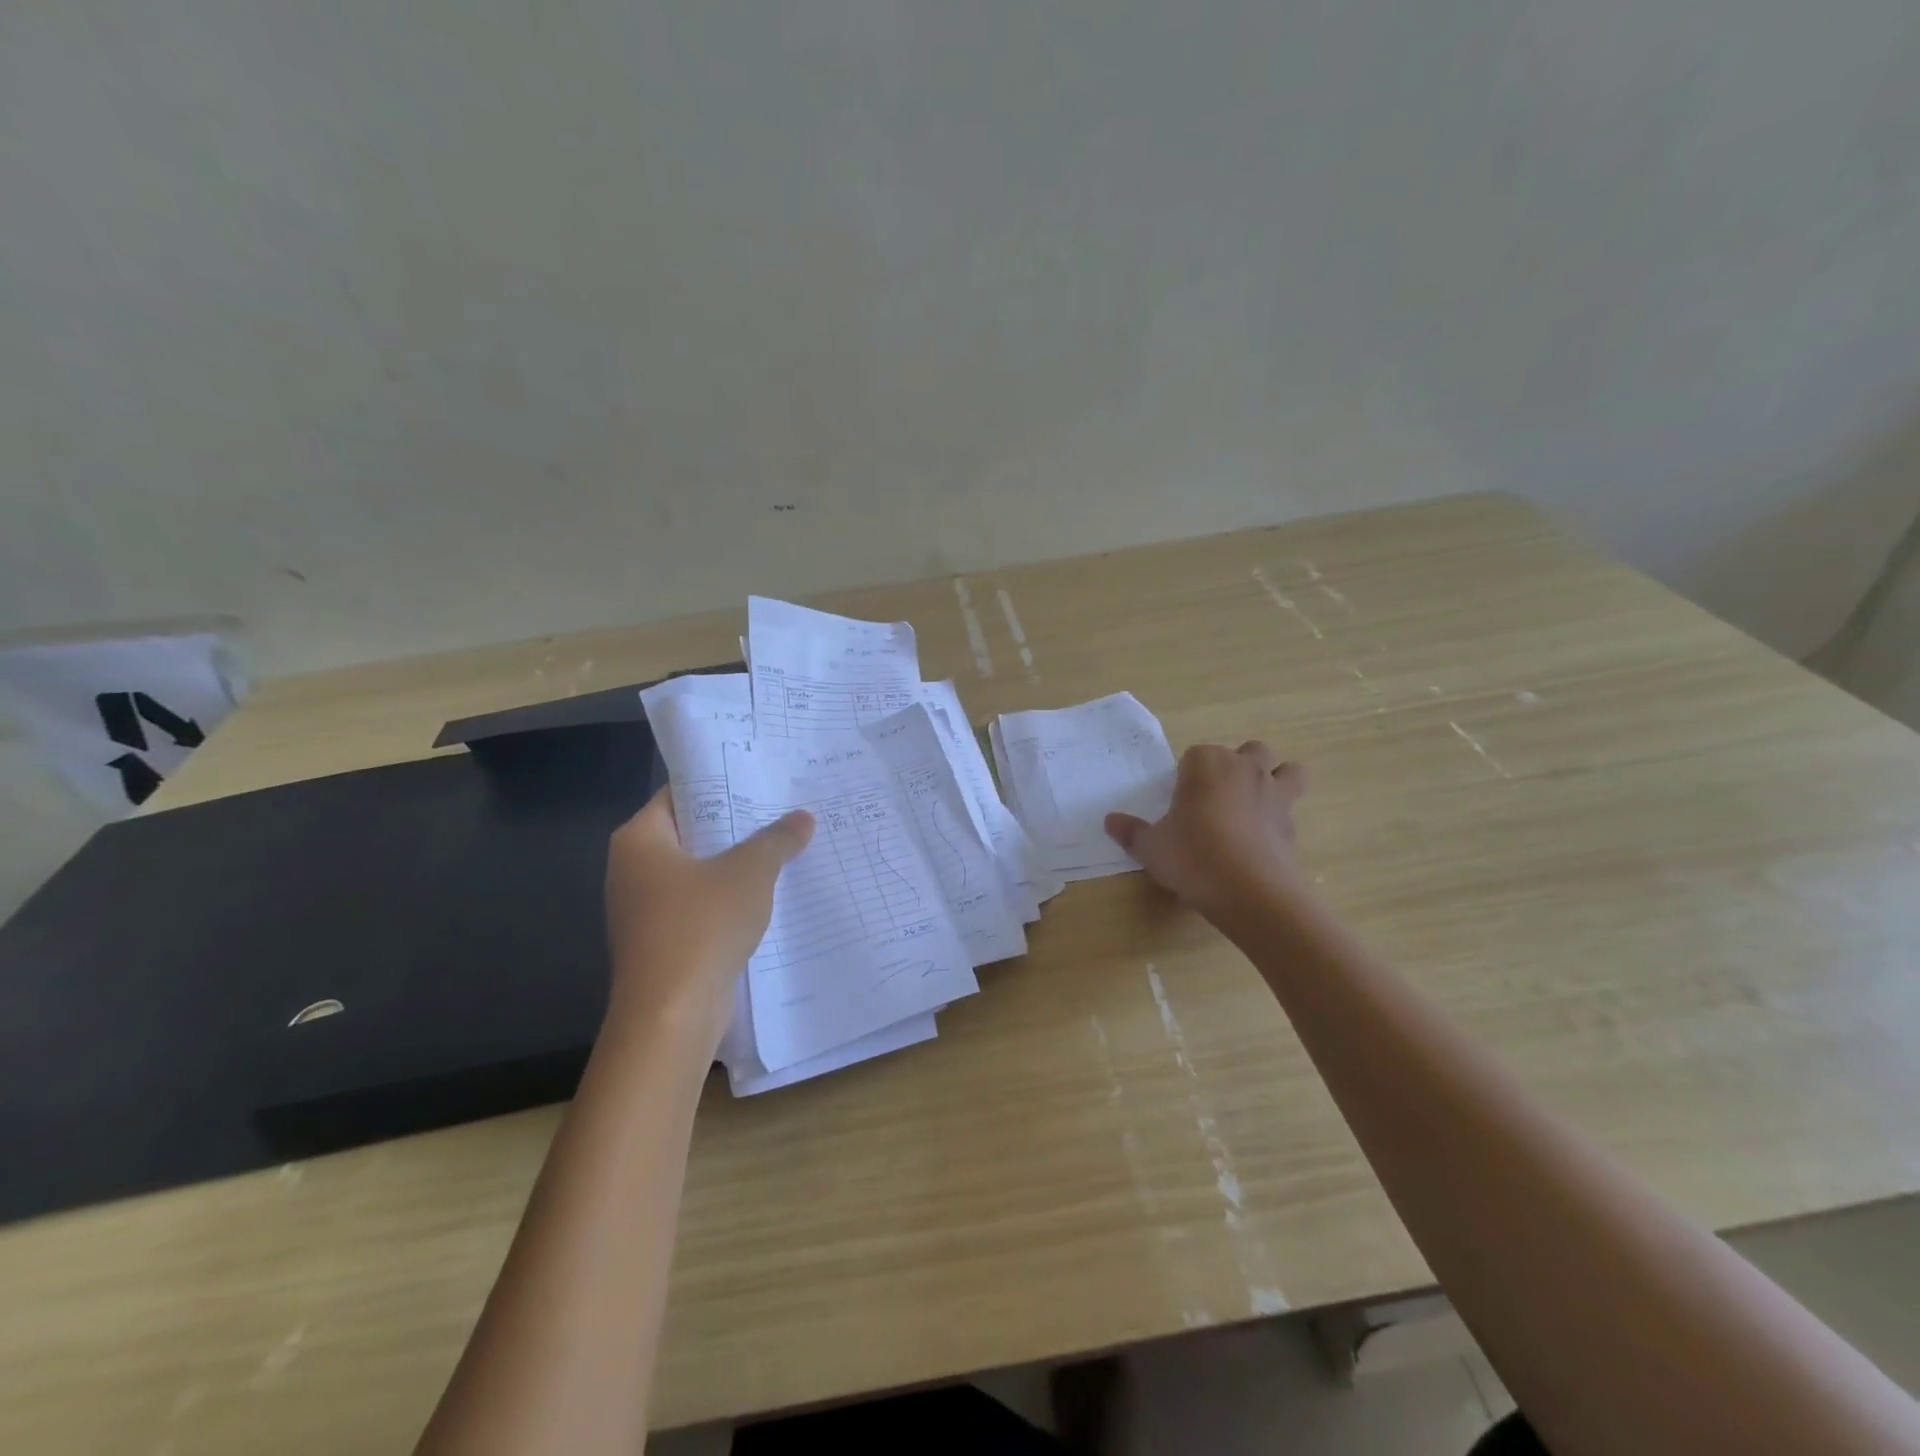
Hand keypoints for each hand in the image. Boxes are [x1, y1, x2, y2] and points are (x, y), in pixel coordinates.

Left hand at [604, 789, 814, 1051]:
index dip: (721, 784)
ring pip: (698, 872)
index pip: (680, 794)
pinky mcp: (661, 941)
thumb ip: (777, 840)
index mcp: (639, 840)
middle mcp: (633, 869)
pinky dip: (729, 898)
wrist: (671, 1015)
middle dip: (737, 825)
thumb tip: (804, 817)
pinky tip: (769, 895)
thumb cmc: (701, 926)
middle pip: (691, 832)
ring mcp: (644, 909)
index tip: (762, 779)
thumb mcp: (750, 872)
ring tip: (785, 847)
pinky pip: (700, 905)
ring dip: (737, 864)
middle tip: (783, 810)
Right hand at [1104, 741, 1310, 918]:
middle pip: (1249, 751)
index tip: (1179, 800)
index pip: (1195, 755)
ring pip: (1288, 771)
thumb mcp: (1151, 847)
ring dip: (1276, 780)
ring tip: (1255, 806)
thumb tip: (1110, 821)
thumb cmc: (1192, 857)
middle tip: (1217, 797)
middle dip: (1237, 766)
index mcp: (1207, 764)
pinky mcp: (1293, 824)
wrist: (1249, 892)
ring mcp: (1275, 794)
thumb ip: (1131, 832)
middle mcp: (1244, 769)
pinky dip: (1279, 820)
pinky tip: (1260, 842)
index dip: (1187, 775)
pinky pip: (1290, 810)